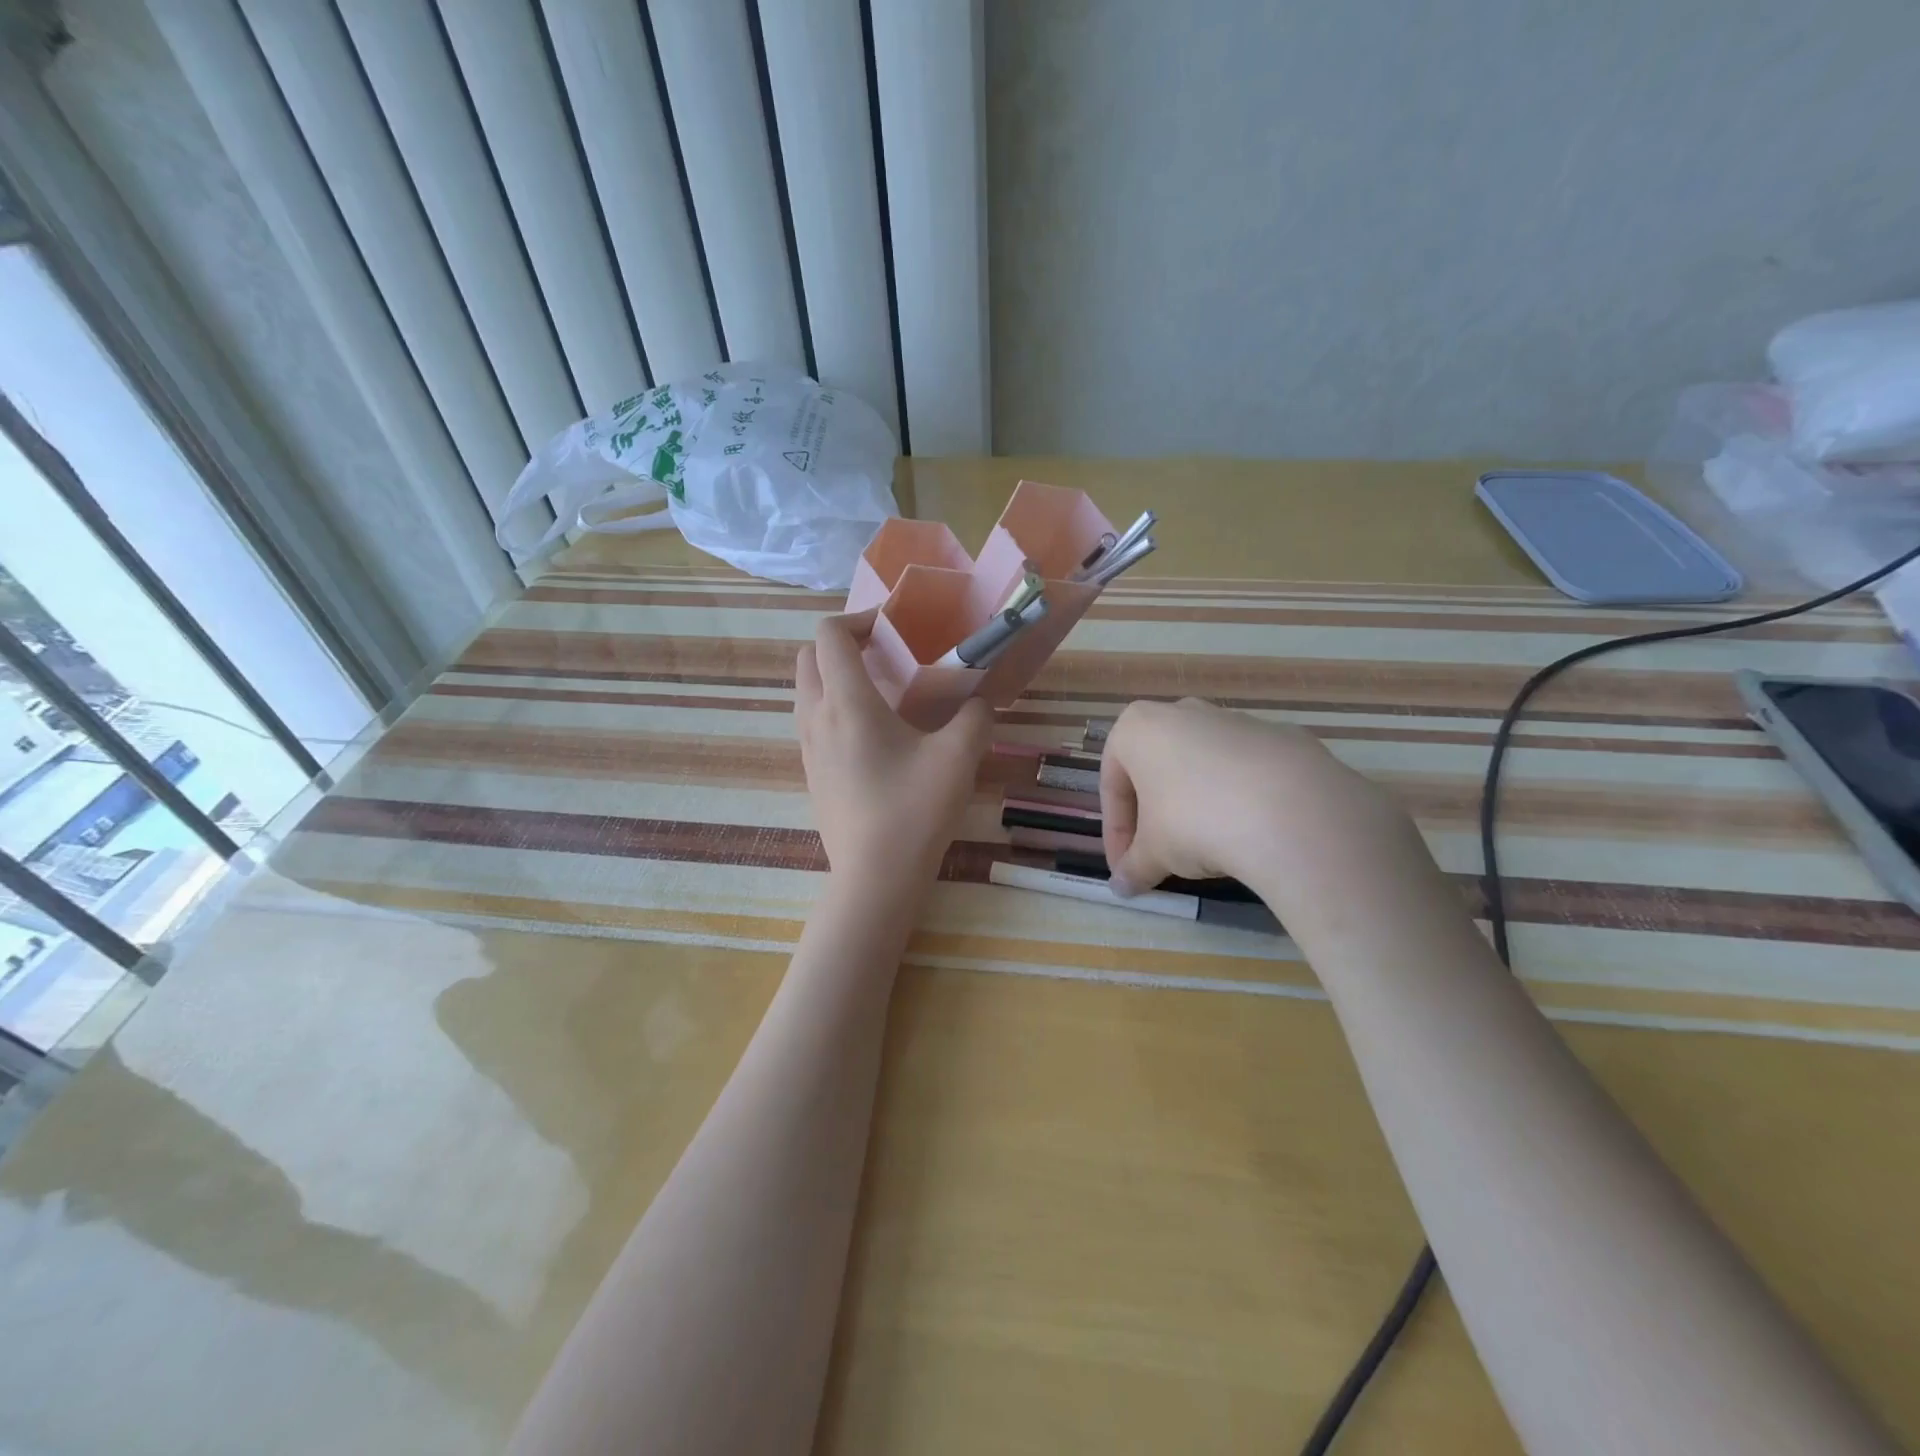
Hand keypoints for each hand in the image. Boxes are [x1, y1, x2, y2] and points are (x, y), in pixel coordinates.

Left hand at [796, 610, 993, 887]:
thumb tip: (980, 702)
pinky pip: (811, 722)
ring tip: (880, 693)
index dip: (859, 619)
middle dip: (841, 644)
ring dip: (834, 676)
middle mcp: (816, 717)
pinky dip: (832, 708)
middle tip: (884, 655)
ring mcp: (808, 748)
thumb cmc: (914, 810)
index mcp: (847, 702)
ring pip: (805, 690)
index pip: (830, 634)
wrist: (875, 876)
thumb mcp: (959, 757)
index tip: (894, 630)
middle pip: (808, 657)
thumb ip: (975, 716)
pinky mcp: (811, 773)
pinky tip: (873, 736)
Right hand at [1099, 698, 1412, 901]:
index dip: (1116, 833)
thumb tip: (1122, 887)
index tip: (1126, 867)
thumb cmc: (1195, 822)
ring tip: (1208, 848)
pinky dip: (1240, 797)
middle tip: (1160, 857)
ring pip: (1202, 766)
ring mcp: (1235, 719)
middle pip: (1156, 769)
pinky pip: (1246, 770)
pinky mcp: (1281, 735)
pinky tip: (1250, 832)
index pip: (1113, 786)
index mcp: (1138, 728)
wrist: (1290, 811)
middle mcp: (1182, 712)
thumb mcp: (1155, 854)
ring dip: (1195, 804)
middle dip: (1154, 814)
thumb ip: (1134, 867)